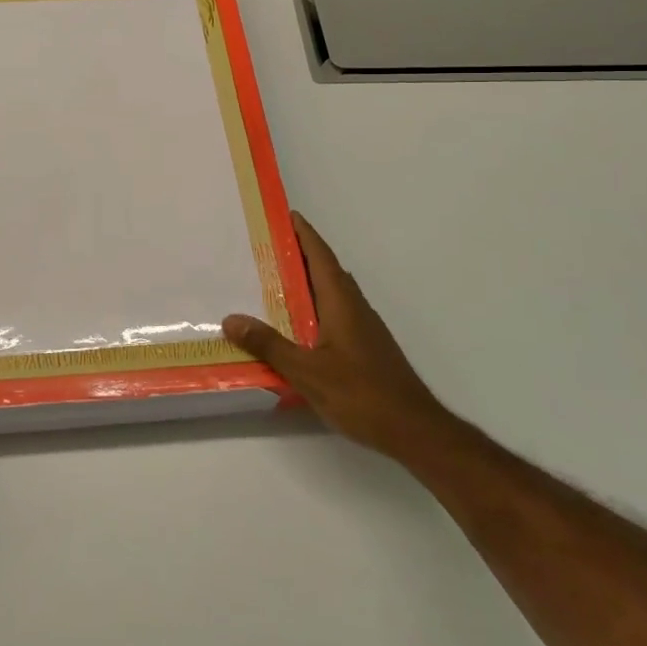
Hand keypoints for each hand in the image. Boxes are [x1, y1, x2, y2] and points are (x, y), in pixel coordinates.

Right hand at [223, 213, 448, 460]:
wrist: (415, 430)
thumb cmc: (362, 395)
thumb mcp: (308, 372)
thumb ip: (269, 345)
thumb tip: (231, 319)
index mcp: (341, 302)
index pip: (320, 256)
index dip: (303, 233)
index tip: (284, 215)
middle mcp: (354, 306)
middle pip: (325, 269)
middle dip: (299, 254)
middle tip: (266, 247)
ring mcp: (364, 327)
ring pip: (331, 292)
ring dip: (306, 281)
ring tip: (273, 282)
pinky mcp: (367, 347)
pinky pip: (335, 312)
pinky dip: (314, 306)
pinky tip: (297, 325)